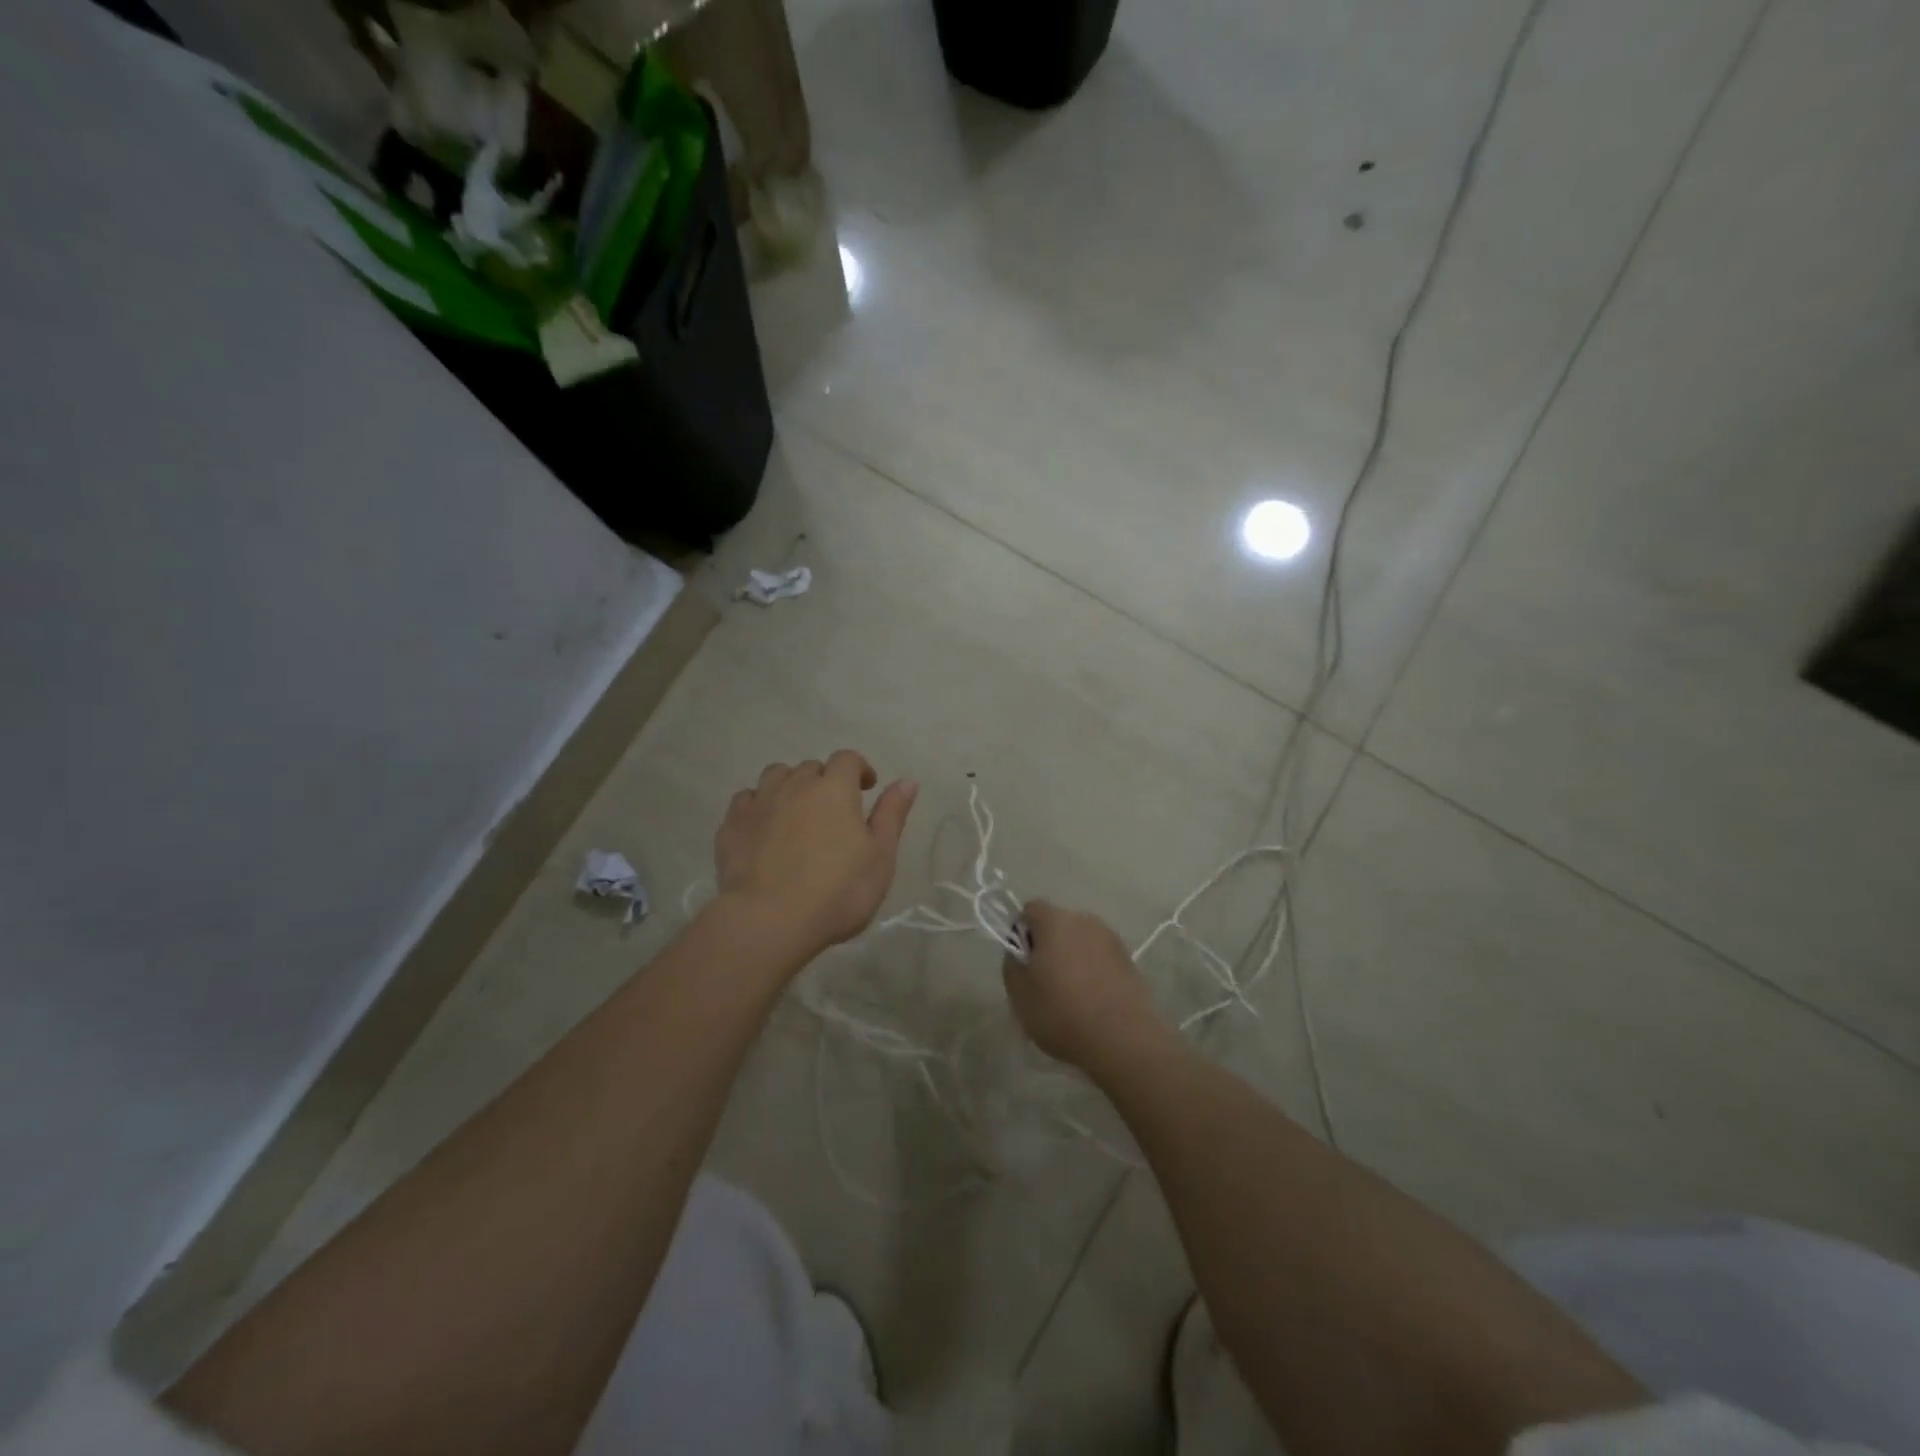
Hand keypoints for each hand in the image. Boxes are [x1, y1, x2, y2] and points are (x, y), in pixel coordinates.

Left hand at [714, 752, 917, 961]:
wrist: (768, 920)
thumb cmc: (837, 891)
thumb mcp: (880, 857)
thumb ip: (892, 815)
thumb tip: (907, 781)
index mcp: (834, 789)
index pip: (847, 759)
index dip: (859, 768)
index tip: (866, 788)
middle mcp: (795, 785)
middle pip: (811, 768)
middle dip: (824, 781)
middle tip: (833, 811)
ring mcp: (759, 803)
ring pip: (775, 776)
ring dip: (789, 786)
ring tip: (796, 813)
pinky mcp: (731, 826)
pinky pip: (745, 801)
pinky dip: (758, 806)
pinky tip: (764, 828)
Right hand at [1003, 902, 1169, 1074]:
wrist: (1123, 1039)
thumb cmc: (1062, 1012)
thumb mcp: (1019, 993)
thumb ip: (1012, 964)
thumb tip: (1019, 952)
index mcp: (1055, 921)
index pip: (1031, 910)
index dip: (1022, 933)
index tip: (1024, 963)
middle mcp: (1085, 921)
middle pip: (1059, 924)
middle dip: (1049, 946)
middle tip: (1044, 982)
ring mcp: (1112, 940)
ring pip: (1082, 942)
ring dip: (1074, 959)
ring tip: (1072, 996)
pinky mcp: (1130, 962)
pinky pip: (1102, 960)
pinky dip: (1095, 973)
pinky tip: (1093, 1003)